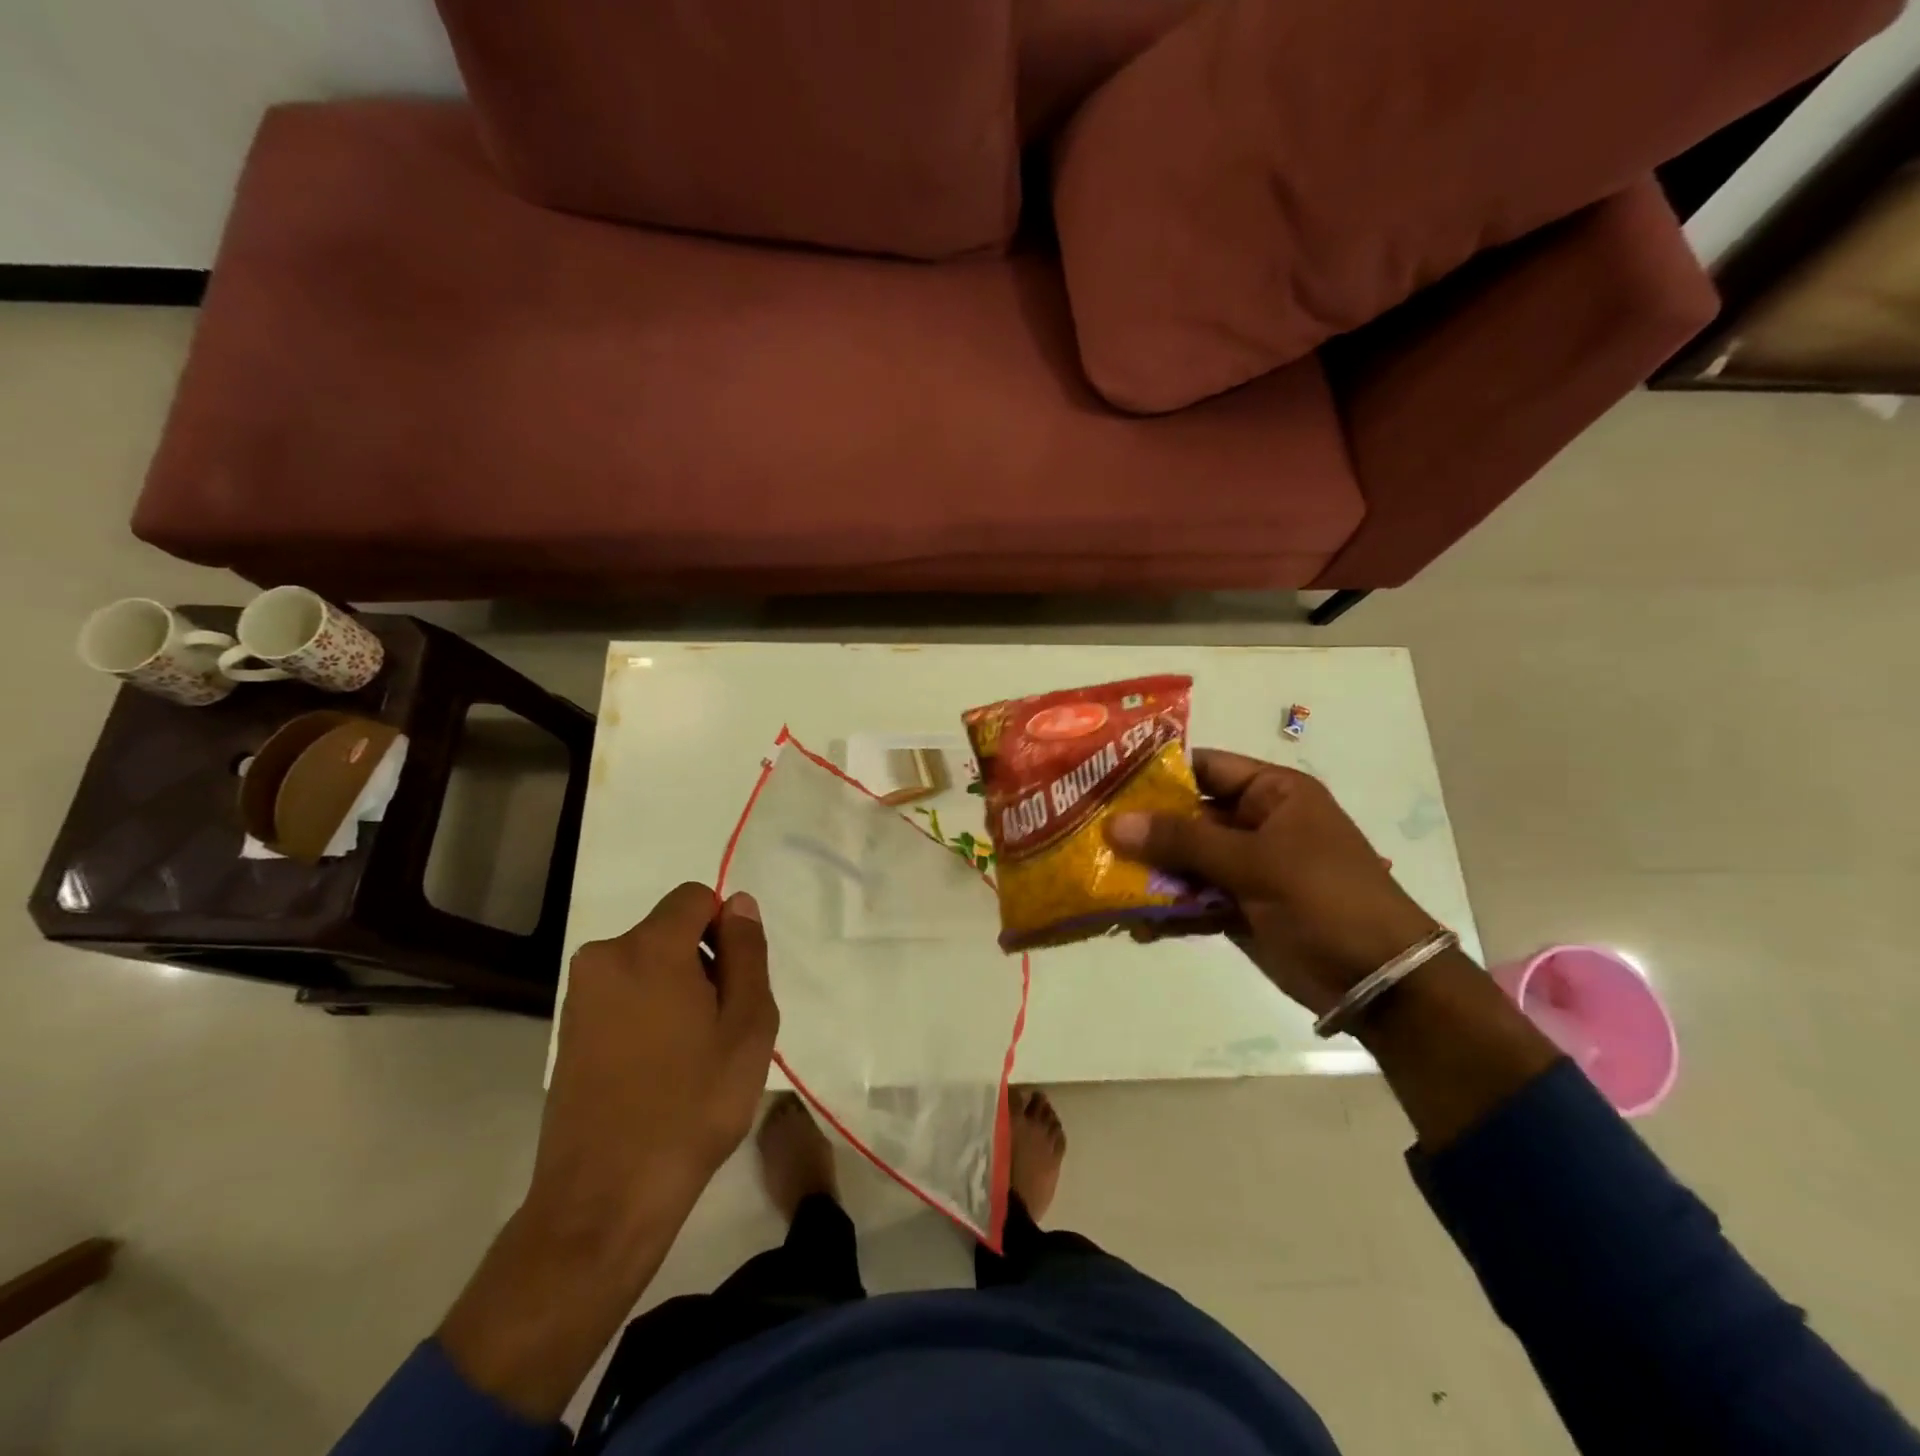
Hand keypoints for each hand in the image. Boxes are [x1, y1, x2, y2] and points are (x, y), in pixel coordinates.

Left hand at [529, 882, 778, 1243]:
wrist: (605, 1198)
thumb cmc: (692, 1105)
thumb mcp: (747, 1025)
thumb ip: (747, 953)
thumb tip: (739, 905)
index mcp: (648, 949)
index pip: (696, 898)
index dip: (726, 930)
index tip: (735, 984)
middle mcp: (604, 958)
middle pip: (671, 930)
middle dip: (704, 961)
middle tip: (721, 1027)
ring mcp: (580, 996)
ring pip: (649, 964)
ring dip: (678, 989)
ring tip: (692, 1054)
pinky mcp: (568, 1031)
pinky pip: (624, 994)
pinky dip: (649, 1012)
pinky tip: (660, 1069)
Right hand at [1107, 749, 1439, 1015]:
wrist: (1378, 981)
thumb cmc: (1324, 898)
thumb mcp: (1255, 862)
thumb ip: (1183, 841)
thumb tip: (1115, 824)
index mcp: (1272, 794)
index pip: (1205, 768)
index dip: (1158, 772)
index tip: (1104, 780)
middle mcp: (1256, 824)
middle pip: (1187, 816)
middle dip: (1143, 827)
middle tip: (1089, 832)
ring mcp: (1246, 868)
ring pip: (1185, 860)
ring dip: (1149, 872)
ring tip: (1101, 881)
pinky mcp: (1239, 907)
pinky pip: (1193, 899)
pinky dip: (1168, 910)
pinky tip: (1135, 924)